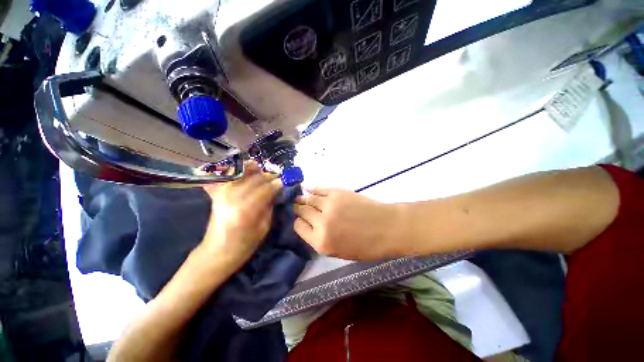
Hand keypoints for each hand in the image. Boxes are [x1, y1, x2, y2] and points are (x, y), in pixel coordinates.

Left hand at [201, 162, 282, 268]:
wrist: (217, 252)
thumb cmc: (244, 245)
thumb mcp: (264, 227)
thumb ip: (270, 206)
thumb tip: (276, 190)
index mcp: (246, 210)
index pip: (266, 188)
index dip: (278, 183)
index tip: (285, 181)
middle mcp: (233, 197)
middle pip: (256, 178)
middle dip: (269, 177)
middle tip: (277, 179)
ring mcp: (222, 193)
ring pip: (243, 172)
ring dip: (256, 171)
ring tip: (264, 174)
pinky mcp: (217, 193)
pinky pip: (231, 175)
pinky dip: (240, 170)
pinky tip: (248, 171)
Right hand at [293, 188, 405, 260]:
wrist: (387, 227)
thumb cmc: (366, 245)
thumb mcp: (339, 252)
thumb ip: (320, 239)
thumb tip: (309, 226)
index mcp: (321, 242)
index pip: (298, 227)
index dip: (297, 222)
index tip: (299, 219)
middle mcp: (321, 222)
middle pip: (301, 211)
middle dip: (297, 209)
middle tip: (295, 206)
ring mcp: (329, 205)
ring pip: (308, 199)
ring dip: (302, 198)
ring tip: (298, 197)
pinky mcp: (337, 193)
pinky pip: (320, 189)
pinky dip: (312, 189)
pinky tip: (307, 188)